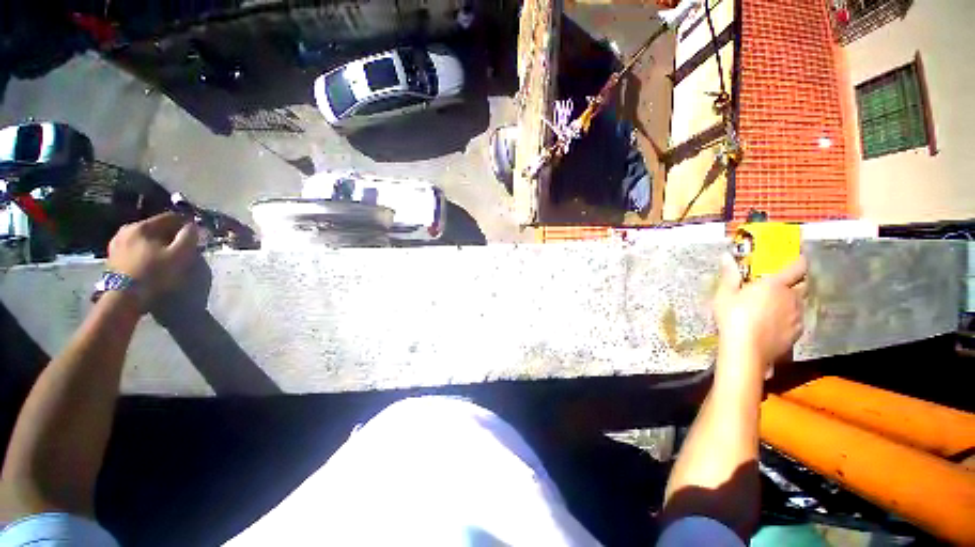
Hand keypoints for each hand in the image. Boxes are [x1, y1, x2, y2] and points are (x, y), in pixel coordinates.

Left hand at [106, 212, 198, 304]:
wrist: (123, 298)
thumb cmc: (154, 274)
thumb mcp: (179, 255)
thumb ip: (189, 237)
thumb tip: (193, 226)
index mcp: (143, 226)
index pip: (170, 217)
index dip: (186, 223)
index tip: (197, 233)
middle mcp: (127, 229)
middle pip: (156, 227)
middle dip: (170, 234)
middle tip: (183, 246)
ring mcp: (117, 243)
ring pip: (144, 238)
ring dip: (157, 243)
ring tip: (167, 255)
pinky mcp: (112, 256)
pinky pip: (135, 247)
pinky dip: (145, 251)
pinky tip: (152, 262)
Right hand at [713, 254, 806, 373]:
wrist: (746, 349)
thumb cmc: (733, 317)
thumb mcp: (725, 295)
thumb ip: (730, 276)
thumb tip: (727, 256)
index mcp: (775, 285)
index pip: (797, 267)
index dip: (799, 261)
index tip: (797, 258)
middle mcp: (792, 298)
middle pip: (803, 285)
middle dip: (795, 283)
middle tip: (781, 285)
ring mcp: (797, 317)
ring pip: (800, 303)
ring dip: (791, 301)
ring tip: (776, 306)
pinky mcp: (797, 333)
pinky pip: (797, 320)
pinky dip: (789, 318)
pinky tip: (775, 323)